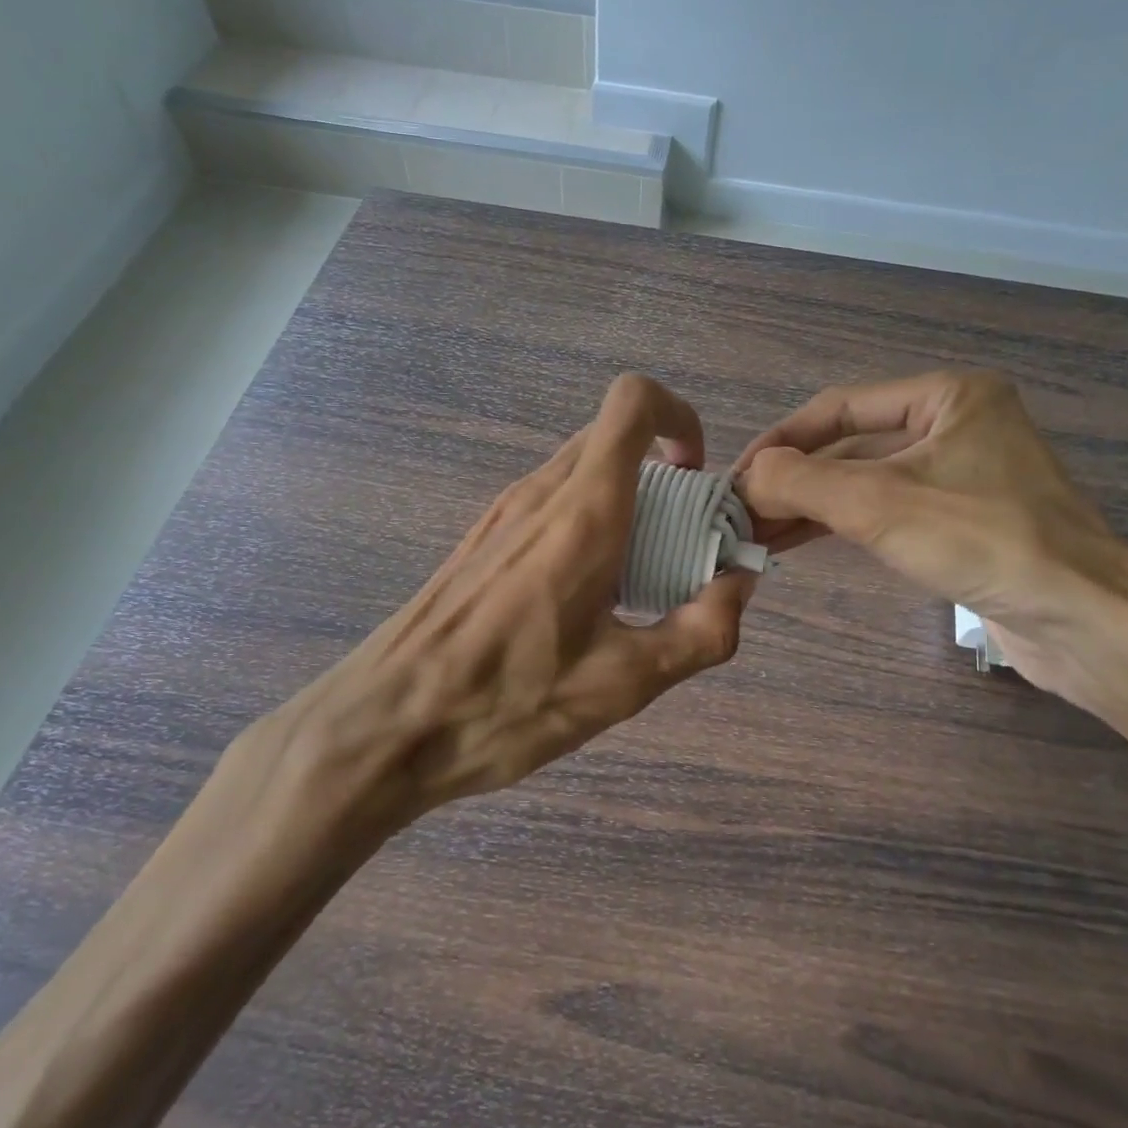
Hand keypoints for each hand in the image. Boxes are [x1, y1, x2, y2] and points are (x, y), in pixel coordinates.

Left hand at [277, 374, 753, 819]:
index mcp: (583, 513)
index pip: (632, 403)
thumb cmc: (509, 702)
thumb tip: (739, 586)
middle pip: (615, 439)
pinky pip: (553, 502)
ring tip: (638, 581)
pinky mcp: (484, 538)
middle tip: (681, 546)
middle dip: (664, 476)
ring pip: (583, 471)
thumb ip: (701, 631)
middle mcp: (541, 493)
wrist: (388, 724)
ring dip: (627, 503)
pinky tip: (586, 599)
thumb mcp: (624, 684)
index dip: (678, 417)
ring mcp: (505, 512)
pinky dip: (590, 523)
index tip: (696, 476)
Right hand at [734, 370, 1127, 707]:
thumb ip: (802, 482)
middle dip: (795, 478)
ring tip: (759, 530)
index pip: (840, 406)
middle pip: (852, 445)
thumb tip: (746, 477)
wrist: (1086, 623)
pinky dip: (844, 523)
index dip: (782, 439)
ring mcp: (963, 475)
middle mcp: (957, 425)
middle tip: (741, 511)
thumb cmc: (986, 542)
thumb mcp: (881, 504)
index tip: (737, 477)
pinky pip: (889, 511)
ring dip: (813, 504)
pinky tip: (802, 540)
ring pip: (868, 481)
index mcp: (949, 395)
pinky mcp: (965, 522)